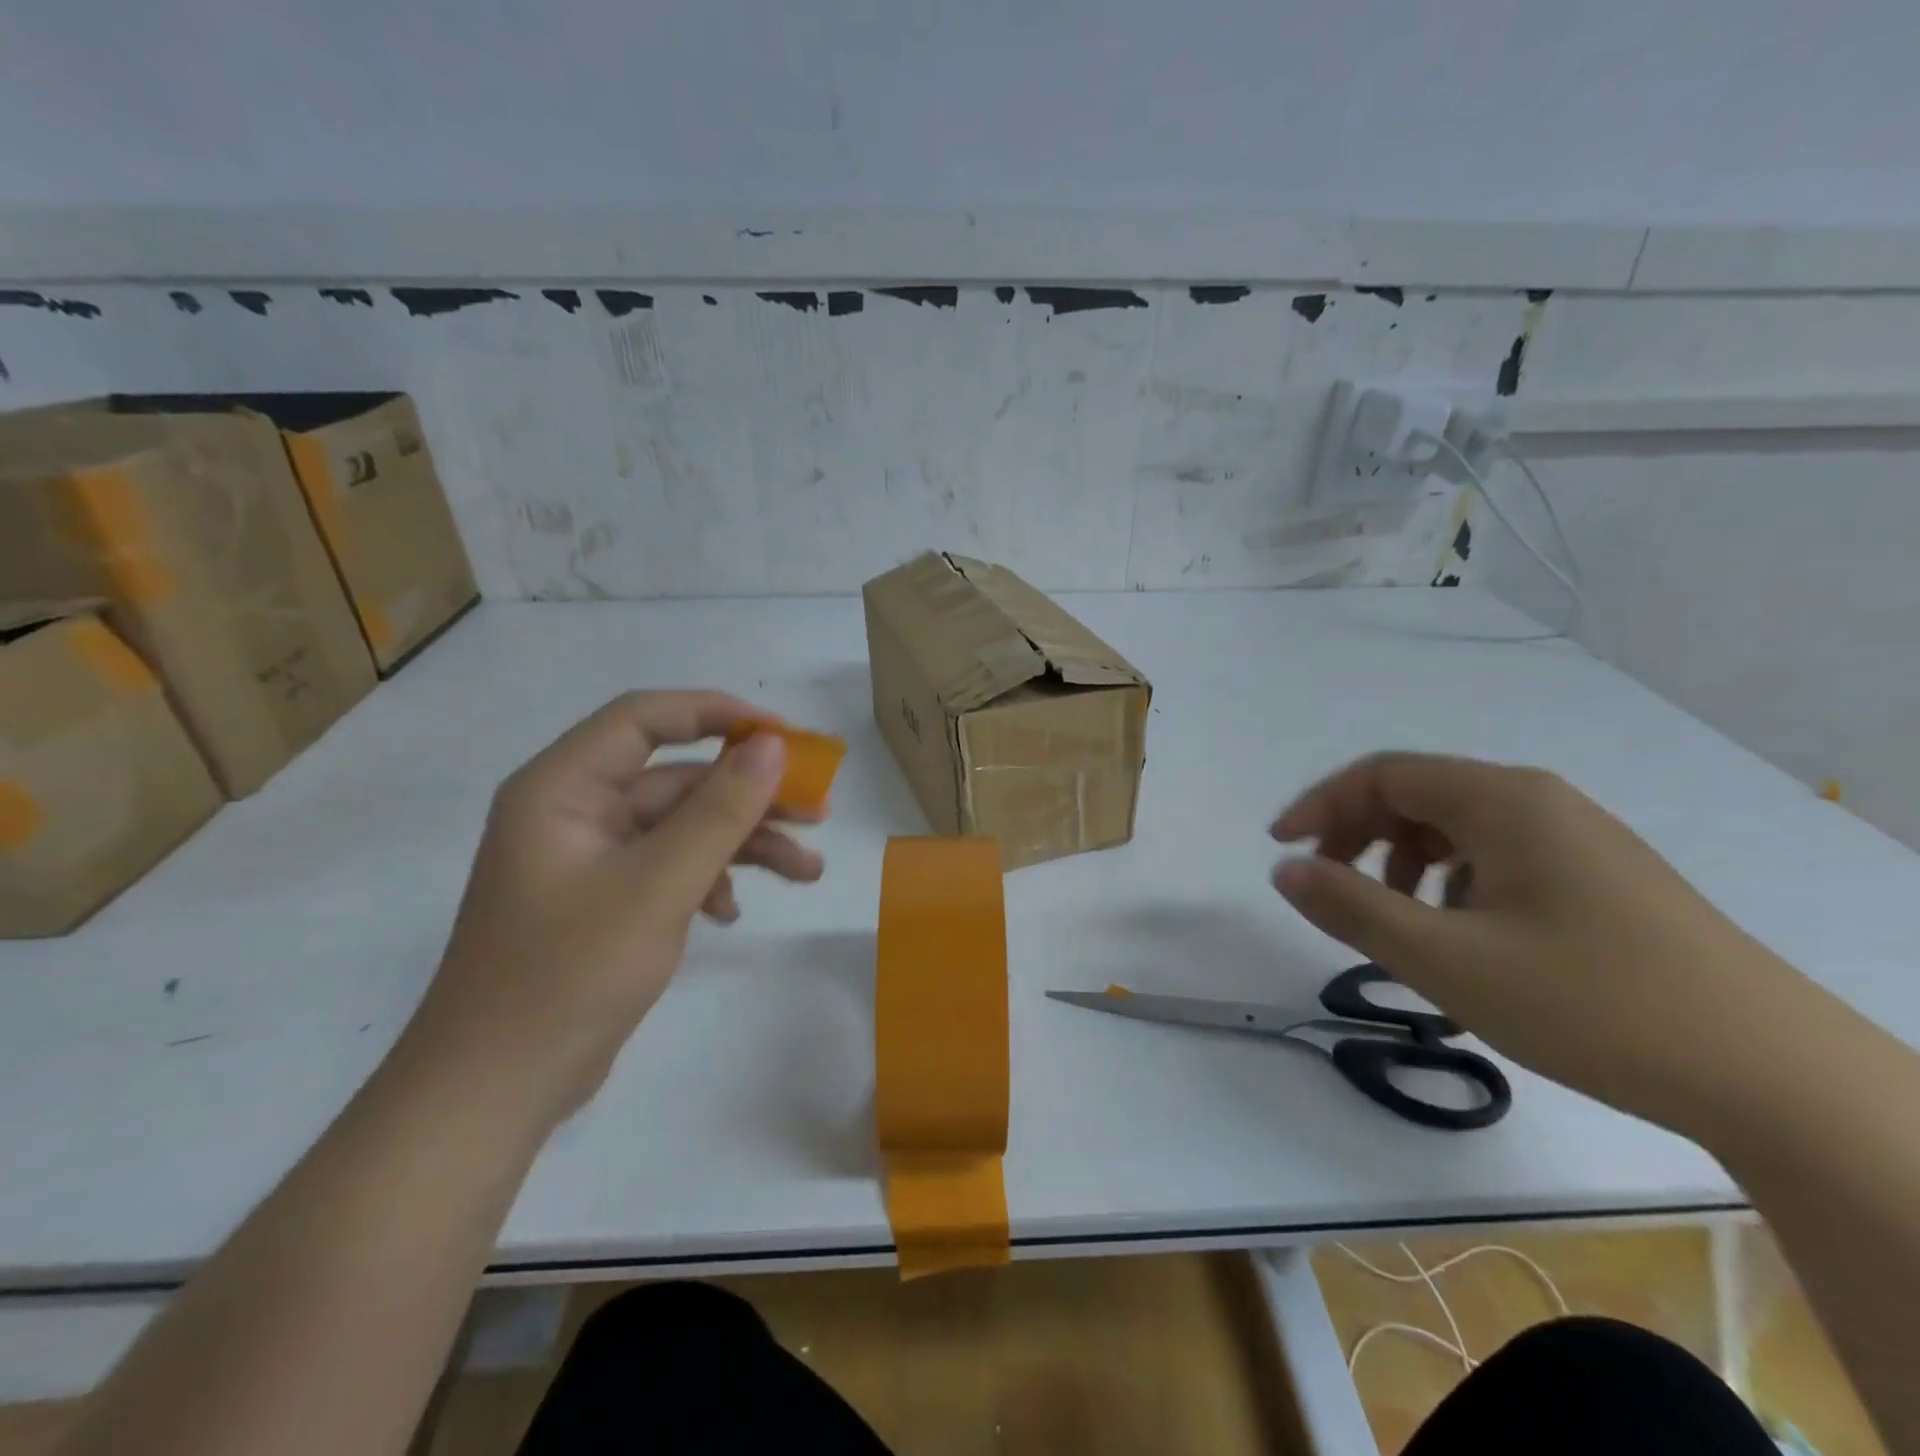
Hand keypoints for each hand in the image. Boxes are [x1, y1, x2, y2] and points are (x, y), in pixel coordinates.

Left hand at [396, 691, 822, 1128]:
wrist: (495, 1091)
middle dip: (749, 796)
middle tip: (817, 810)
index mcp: (564, 788)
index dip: (718, 714)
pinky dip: (710, 879)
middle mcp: (575, 811)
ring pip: (682, 826)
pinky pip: (670, 867)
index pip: (646, 718)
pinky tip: (732, 912)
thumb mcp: (659, 886)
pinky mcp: (605, 899)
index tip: (783, 736)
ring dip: (743, 844)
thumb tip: (771, 745)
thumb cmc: (569, 974)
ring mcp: (590, 858)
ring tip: (808, 872)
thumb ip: (719, 810)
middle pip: (677, 778)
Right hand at [1269, 752, 1819, 1136]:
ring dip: (1401, 859)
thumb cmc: (1590, 1003)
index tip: (1281, 849)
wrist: (1775, 1077)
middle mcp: (1539, 801)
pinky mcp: (1600, 877)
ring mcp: (1577, 837)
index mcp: (1501, 800)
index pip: (1382, 774)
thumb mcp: (1446, 960)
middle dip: (1356, 833)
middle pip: (1417, 793)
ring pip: (1456, 826)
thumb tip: (1284, 870)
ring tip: (1394, 918)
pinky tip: (1461, 934)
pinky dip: (1451, 880)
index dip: (1320, 805)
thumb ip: (1351, 908)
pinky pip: (1497, 855)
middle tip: (1326, 886)